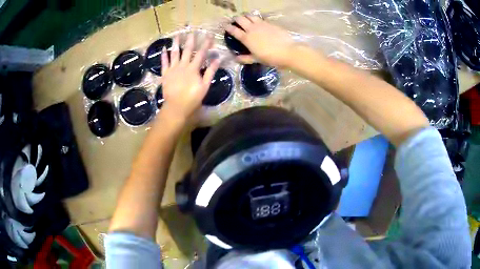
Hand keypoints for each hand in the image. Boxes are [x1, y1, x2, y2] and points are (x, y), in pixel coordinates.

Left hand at [160, 34, 219, 121]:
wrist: (176, 107)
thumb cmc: (192, 98)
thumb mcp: (205, 86)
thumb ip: (210, 72)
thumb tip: (217, 59)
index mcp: (193, 68)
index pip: (201, 53)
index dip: (206, 44)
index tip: (209, 35)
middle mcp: (183, 65)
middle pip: (187, 50)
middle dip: (190, 40)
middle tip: (192, 31)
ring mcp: (173, 69)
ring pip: (174, 53)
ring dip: (176, 44)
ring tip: (177, 35)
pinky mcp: (165, 74)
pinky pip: (164, 62)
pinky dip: (164, 55)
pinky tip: (164, 48)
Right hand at [225, 15, 296, 67]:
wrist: (287, 51)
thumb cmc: (270, 58)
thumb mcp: (256, 59)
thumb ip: (245, 58)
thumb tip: (236, 59)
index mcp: (246, 38)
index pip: (234, 30)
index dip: (228, 27)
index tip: (225, 26)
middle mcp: (252, 29)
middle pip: (240, 19)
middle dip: (236, 19)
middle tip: (235, 20)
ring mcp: (261, 24)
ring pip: (250, 15)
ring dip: (245, 16)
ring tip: (245, 17)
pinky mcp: (269, 23)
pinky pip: (260, 18)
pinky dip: (256, 18)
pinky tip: (257, 20)